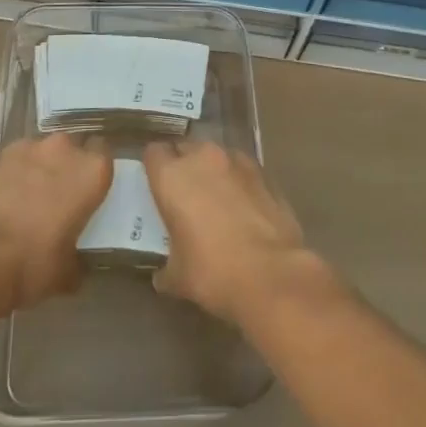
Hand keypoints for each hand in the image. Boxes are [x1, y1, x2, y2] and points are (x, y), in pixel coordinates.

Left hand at [0, 135, 112, 308]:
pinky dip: (9, 175)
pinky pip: (10, 162)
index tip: (91, 190)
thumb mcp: (66, 273)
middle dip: (66, 166)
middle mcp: (63, 149)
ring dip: (37, 168)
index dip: (96, 171)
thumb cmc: (33, 262)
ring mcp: (26, 148)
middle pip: (71, 148)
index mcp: (91, 171)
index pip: (105, 154)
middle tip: (59, 195)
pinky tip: (1, 201)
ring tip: (26, 198)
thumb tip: (75, 267)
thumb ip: (76, 261)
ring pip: (39, 151)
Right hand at [142, 140, 324, 324]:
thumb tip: (164, 276)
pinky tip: (244, 209)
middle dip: (184, 166)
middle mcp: (202, 158)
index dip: (155, 168)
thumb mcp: (178, 277)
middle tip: (186, 196)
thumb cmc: (213, 272)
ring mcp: (237, 162)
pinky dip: (239, 183)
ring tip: (218, 201)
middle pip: (186, 149)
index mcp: (172, 176)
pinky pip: (243, 170)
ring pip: (216, 156)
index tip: (157, 187)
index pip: (154, 152)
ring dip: (213, 172)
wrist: (271, 274)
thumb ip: (166, 267)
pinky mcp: (265, 173)